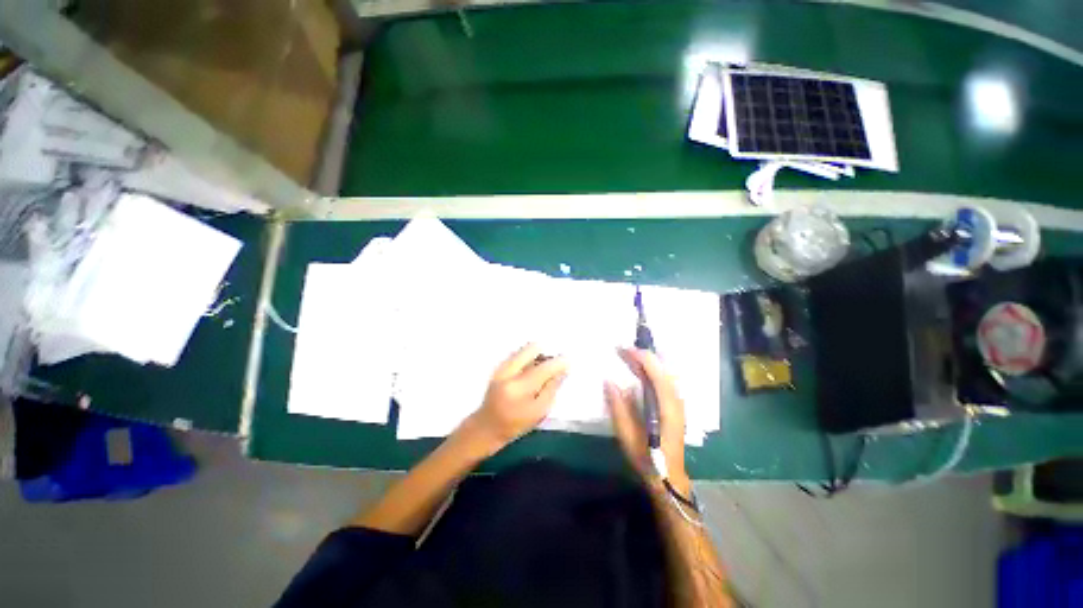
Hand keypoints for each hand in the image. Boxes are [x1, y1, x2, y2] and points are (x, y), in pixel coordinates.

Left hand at [464, 343, 568, 450]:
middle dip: (546, 353)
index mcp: (519, 388)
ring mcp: (501, 367)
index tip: (569, 361)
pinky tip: (531, 369)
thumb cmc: (515, 424)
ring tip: (543, 368)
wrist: (487, 426)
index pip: (544, 368)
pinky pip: (518, 354)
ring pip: (525, 349)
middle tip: (553, 363)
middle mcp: (508, 372)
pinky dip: (528, 357)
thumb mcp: (539, 411)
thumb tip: (562, 370)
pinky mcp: (499, 366)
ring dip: (537, 355)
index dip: (559, 362)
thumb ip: (551, 388)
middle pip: (532, 348)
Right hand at [605, 348, 690, 495]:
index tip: (622, 349)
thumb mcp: (627, 434)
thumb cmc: (647, 457)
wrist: (668, 476)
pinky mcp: (675, 406)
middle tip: (622, 350)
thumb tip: (609, 381)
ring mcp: (677, 403)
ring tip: (628, 357)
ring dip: (647, 362)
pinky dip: (651, 371)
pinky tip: (640, 372)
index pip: (655, 372)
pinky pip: (664, 381)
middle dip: (642, 356)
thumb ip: (618, 406)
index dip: (640, 357)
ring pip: (664, 373)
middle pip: (661, 369)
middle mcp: (675, 400)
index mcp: (666, 405)